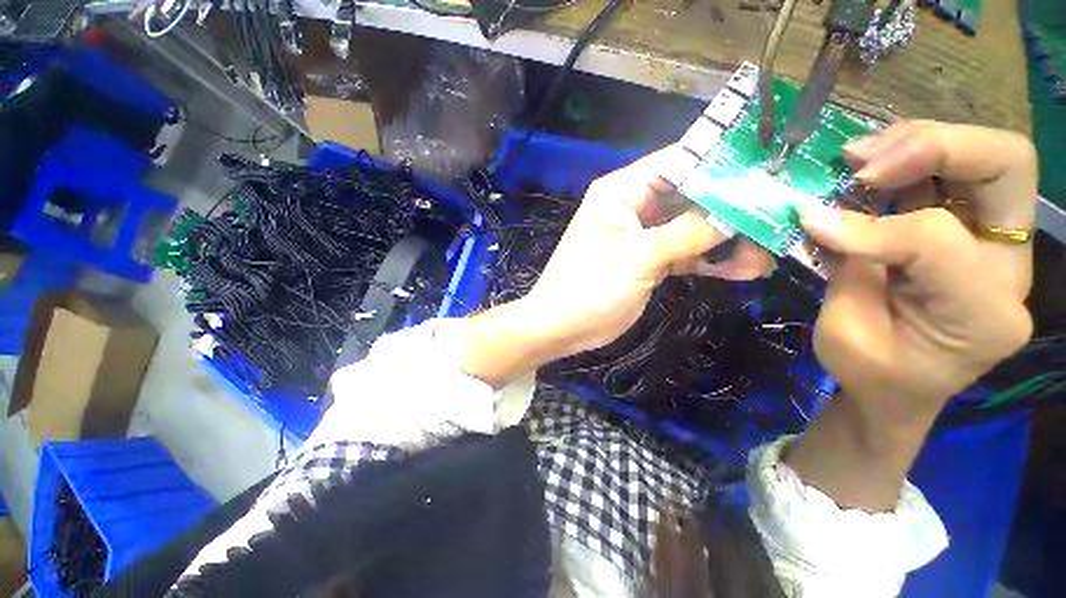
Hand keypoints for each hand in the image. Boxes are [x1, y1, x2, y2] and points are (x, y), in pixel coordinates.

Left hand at [448, 145, 773, 387]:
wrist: (564, 326)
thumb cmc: (589, 285)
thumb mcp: (638, 255)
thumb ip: (688, 231)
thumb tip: (737, 212)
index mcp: (623, 191)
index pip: (679, 161)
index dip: (722, 162)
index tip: (769, 168)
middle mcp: (635, 207)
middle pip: (692, 195)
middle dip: (733, 206)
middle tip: (780, 214)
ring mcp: (644, 236)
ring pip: (694, 227)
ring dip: (728, 238)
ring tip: (768, 251)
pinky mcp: (650, 262)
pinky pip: (687, 254)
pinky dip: (713, 260)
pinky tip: (746, 270)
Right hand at [805, 121, 1036, 424]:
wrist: (899, 390)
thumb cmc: (870, 374)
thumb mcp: (844, 334)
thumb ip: (845, 270)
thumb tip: (816, 213)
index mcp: (983, 316)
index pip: (936, 240)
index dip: (870, 226)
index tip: (812, 221)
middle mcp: (1008, 270)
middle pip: (1005, 166)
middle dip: (932, 147)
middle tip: (864, 161)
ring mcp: (997, 245)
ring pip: (988, 155)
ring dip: (918, 143)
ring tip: (858, 157)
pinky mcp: (973, 231)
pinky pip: (958, 173)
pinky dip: (913, 158)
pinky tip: (873, 168)